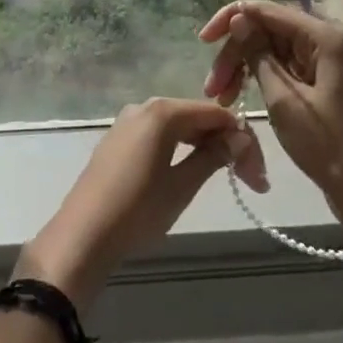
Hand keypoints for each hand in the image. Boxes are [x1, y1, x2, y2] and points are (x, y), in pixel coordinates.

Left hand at [20, 99, 266, 314]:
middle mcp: (144, 107)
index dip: (243, 141)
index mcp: (163, 112)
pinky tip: (190, 170)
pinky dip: (180, 149)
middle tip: (250, 181)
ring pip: (178, 127)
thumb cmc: (138, 210)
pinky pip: (158, 135)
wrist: (83, 235)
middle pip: (197, 117)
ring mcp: (127, 122)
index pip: (216, 115)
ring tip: (225, 177)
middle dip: (226, 144)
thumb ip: (213, 157)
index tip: (259, 177)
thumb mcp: (182, 186)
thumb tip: (238, 138)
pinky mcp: (117, 141)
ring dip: (205, 147)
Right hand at [199, 0, 342, 240]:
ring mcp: (325, 61)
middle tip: (211, 87)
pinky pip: (284, 68)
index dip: (231, 20)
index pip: (266, 10)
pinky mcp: (322, 82)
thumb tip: (239, 18)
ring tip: (222, 98)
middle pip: (268, 29)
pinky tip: (241, 98)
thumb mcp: (284, 99)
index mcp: (324, 35)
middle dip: (236, 52)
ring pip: (272, 49)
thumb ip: (258, 54)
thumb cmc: (329, 145)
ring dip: (244, 68)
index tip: (203, 42)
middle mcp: (326, 39)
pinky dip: (261, 79)